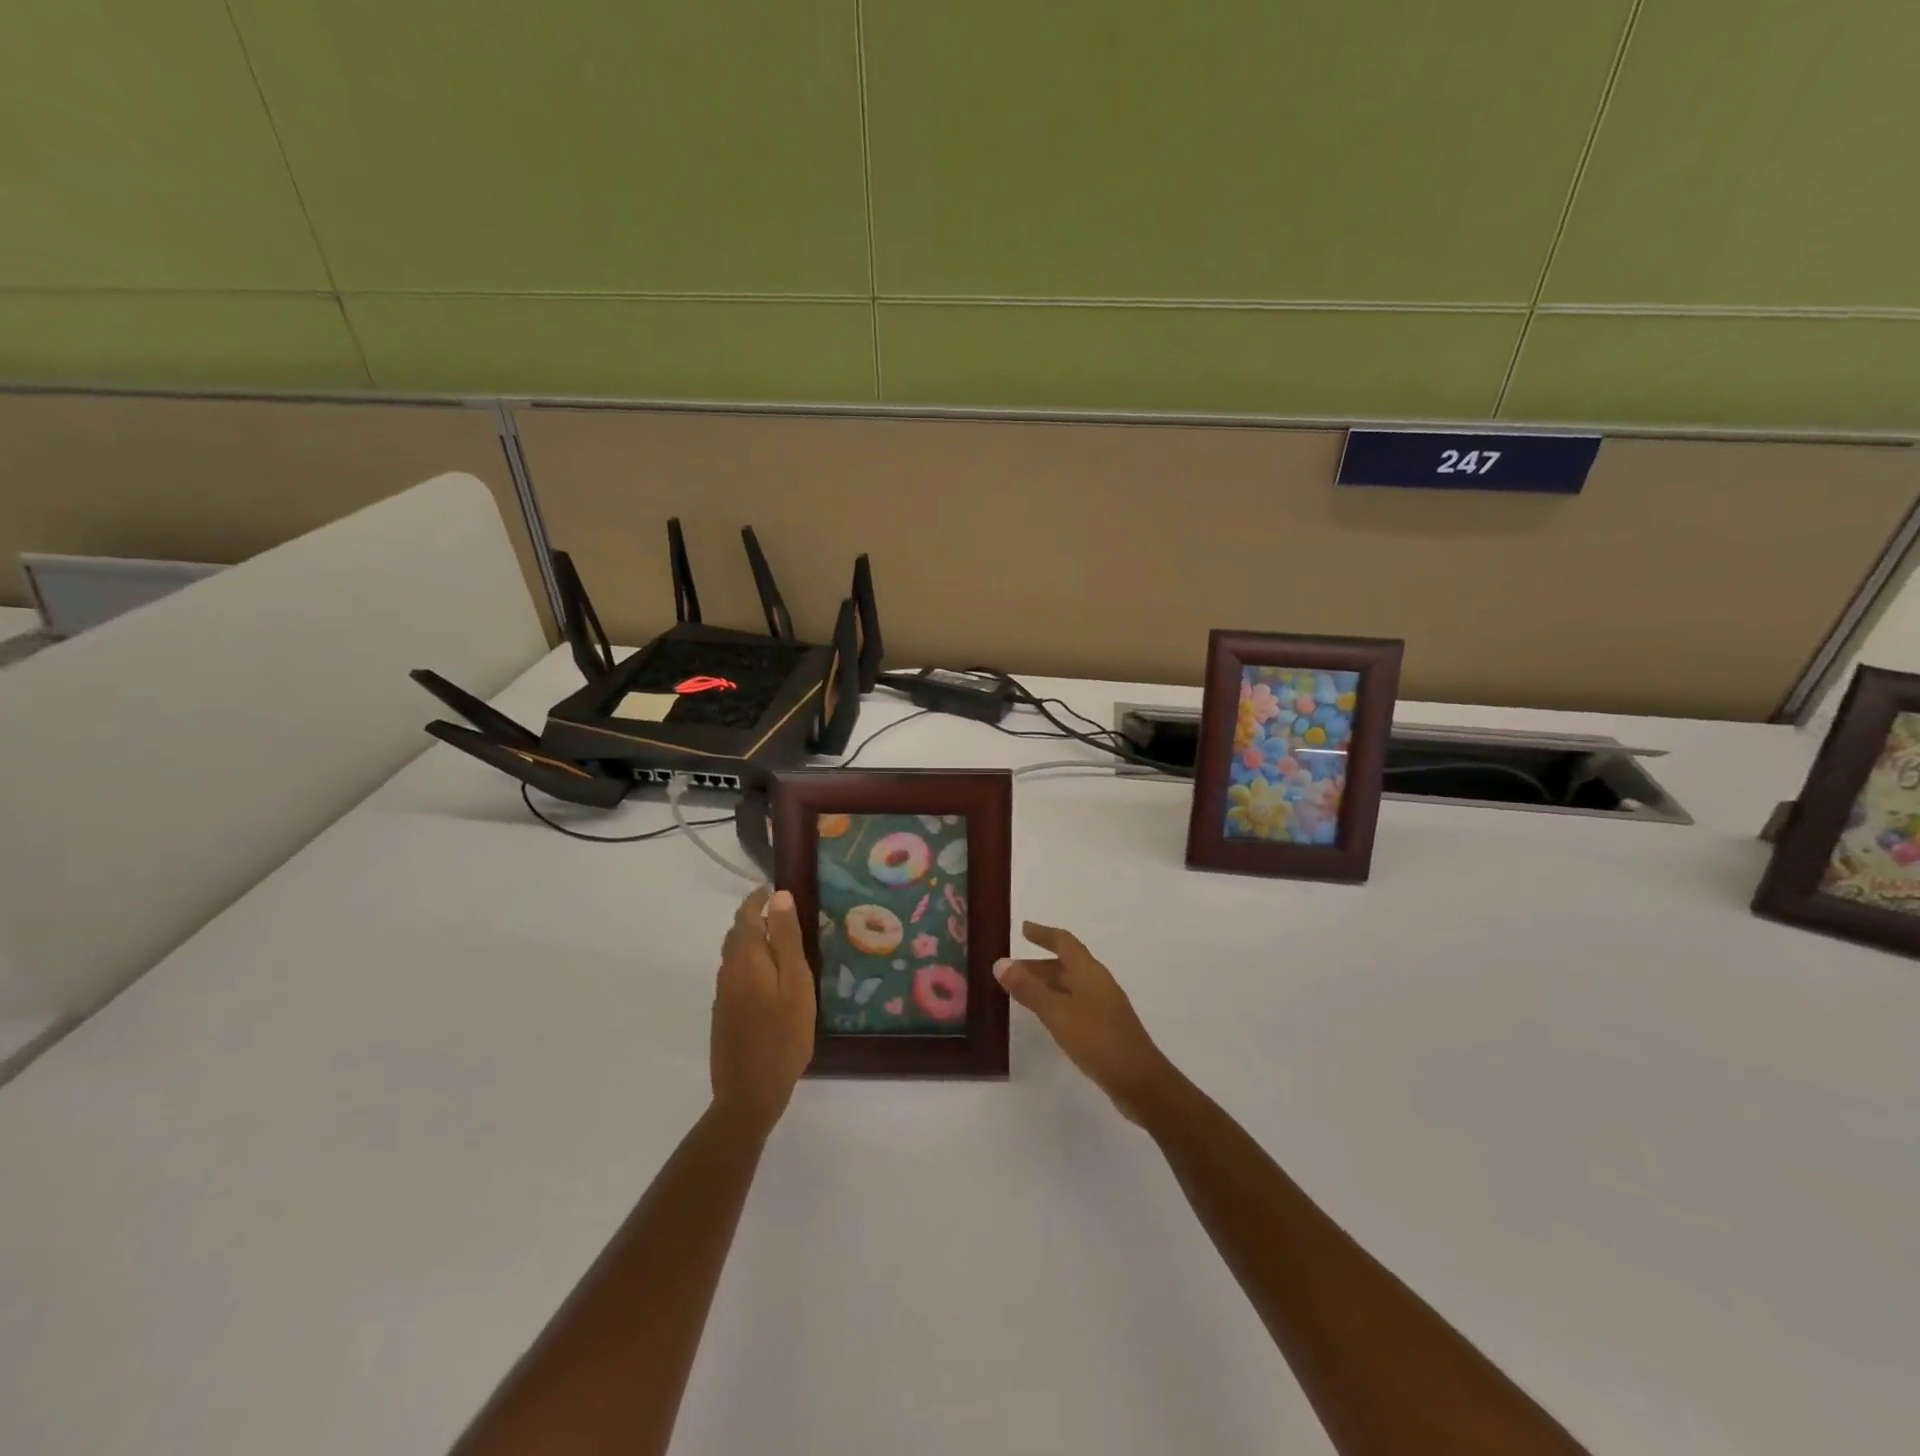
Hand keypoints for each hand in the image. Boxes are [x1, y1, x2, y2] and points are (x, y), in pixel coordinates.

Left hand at [711, 887, 815, 1129]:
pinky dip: (751, 962)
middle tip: (784, 913)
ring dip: (753, 940)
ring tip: (781, 941)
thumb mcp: (796, 983)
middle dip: (755, 917)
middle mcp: (728, 971)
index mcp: (746, 959)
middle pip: (737, 933)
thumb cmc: (783, 1035)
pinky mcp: (724, 1014)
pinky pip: (736, 975)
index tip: (776, 888)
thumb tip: (779, 897)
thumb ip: (787, 939)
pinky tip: (769, 977)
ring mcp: (723, 995)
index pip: (746, 915)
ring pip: (735, 955)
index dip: (758, 898)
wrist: (749, 1093)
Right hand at [995, 922, 1175, 1124]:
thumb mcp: (1057, 1012)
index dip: (1043, 934)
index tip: (1024, 929)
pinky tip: (1047, 1018)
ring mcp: (1104, 1005)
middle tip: (1011, 969)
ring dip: (1046, 985)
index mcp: (1089, 971)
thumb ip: (1029, 989)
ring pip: (1070, 985)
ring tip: (1021, 993)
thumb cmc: (1097, 1039)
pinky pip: (1075, 1003)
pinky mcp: (1106, 1027)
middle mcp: (1098, 982)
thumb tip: (1000, 963)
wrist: (1140, 1081)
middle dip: (1038, 964)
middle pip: (1066, 964)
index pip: (1064, 942)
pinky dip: (1056, 1002)